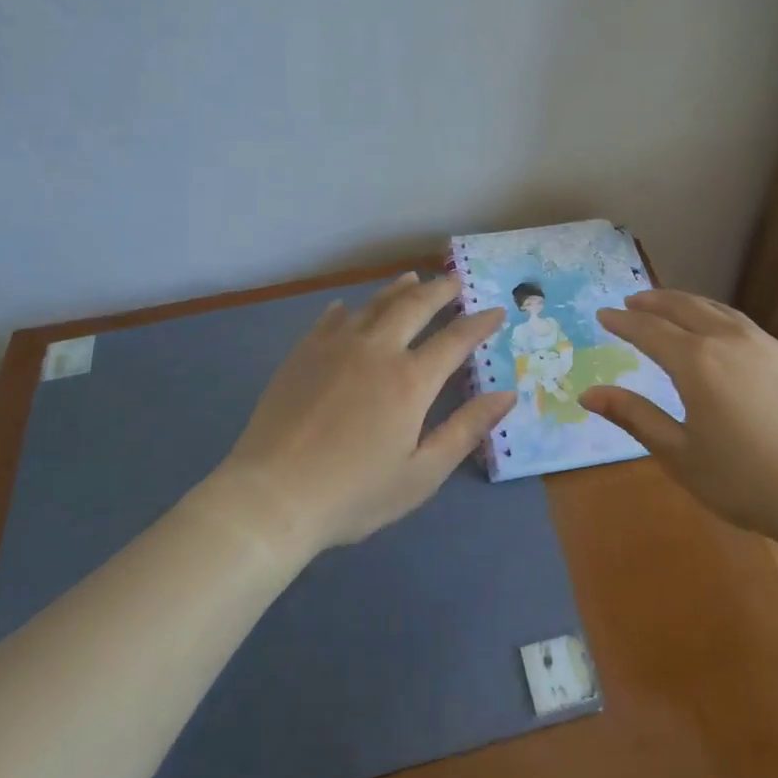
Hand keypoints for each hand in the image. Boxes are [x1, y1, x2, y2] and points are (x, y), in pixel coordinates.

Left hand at [211, 273, 514, 553]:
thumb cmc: (353, 494)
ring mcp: (335, 347)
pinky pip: (330, 319)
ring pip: (374, 305)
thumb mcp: (421, 474)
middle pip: (415, 306)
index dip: (480, 323)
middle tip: (456, 281)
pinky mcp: (303, 353)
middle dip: (441, 291)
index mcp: (411, 380)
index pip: (455, 339)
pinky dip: (347, 309)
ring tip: (414, 279)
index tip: (497, 311)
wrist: (271, 497)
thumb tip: (507, 394)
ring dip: (399, 289)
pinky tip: (347, 308)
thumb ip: (466, 430)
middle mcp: (377, 350)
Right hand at [580, 290, 777, 549]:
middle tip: (633, 299)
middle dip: (654, 300)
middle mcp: (729, 340)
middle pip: (685, 307)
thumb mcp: (680, 455)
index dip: (623, 321)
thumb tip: (589, 394)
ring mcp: (767, 345)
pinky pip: (747, 327)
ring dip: (689, 303)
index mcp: (696, 362)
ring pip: (720, 311)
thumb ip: (635, 417)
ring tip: (672, 305)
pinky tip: (722, 335)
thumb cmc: (748, 481)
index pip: (649, 330)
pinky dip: (721, 320)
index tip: (603, 313)